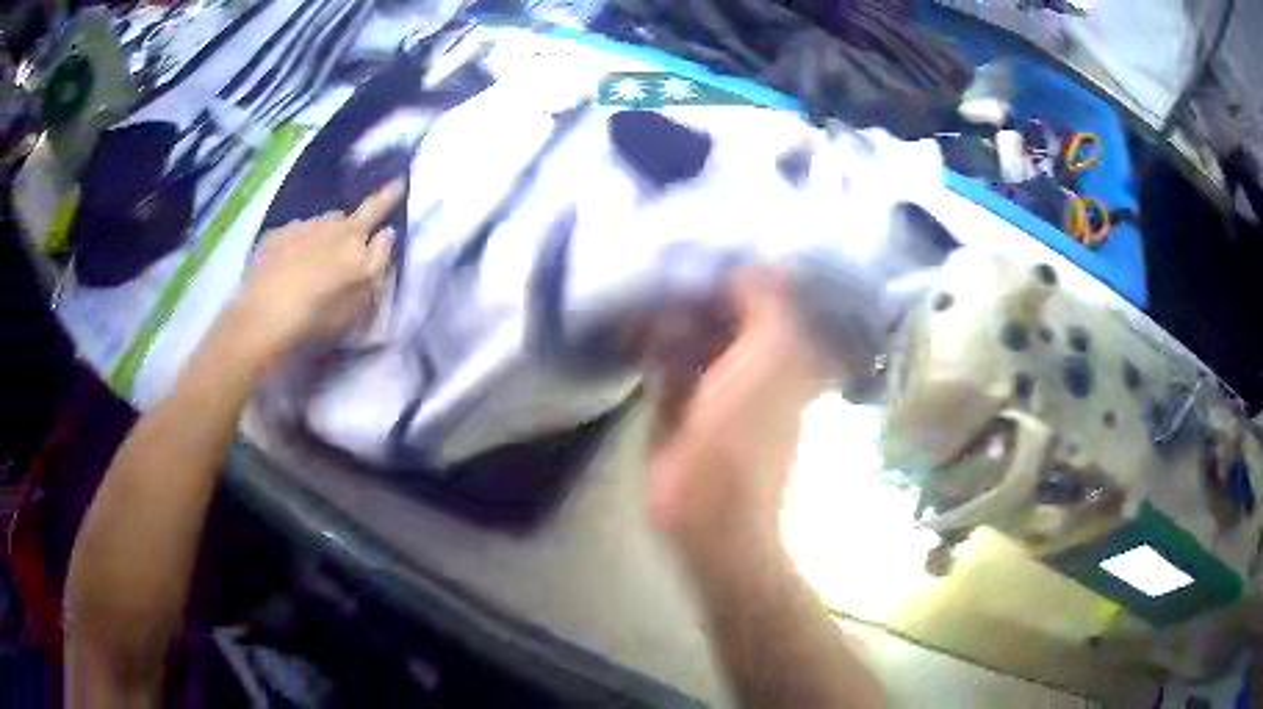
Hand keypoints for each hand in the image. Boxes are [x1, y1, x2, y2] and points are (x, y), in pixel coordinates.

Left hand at [230, 181, 402, 359]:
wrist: (264, 317)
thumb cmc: (320, 314)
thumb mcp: (362, 299)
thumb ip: (379, 263)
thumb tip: (387, 233)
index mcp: (353, 238)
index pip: (376, 209)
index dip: (388, 195)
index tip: (399, 179)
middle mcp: (326, 224)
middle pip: (343, 218)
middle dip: (347, 226)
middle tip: (344, 249)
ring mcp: (297, 228)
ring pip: (317, 225)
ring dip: (320, 237)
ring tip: (313, 264)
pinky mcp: (272, 239)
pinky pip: (291, 234)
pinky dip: (295, 246)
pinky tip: (288, 268)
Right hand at [647, 269, 827, 562]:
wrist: (704, 508)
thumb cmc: (745, 432)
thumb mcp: (773, 356)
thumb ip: (768, 302)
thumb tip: (748, 264)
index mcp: (787, 355)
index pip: (769, 297)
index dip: (743, 272)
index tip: (711, 249)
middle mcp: (755, 364)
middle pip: (728, 312)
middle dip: (698, 290)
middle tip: (666, 267)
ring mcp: (715, 385)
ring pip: (694, 333)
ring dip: (670, 315)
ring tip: (644, 296)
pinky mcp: (678, 404)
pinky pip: (666, 359)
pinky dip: (651, 342)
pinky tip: (633, 329)